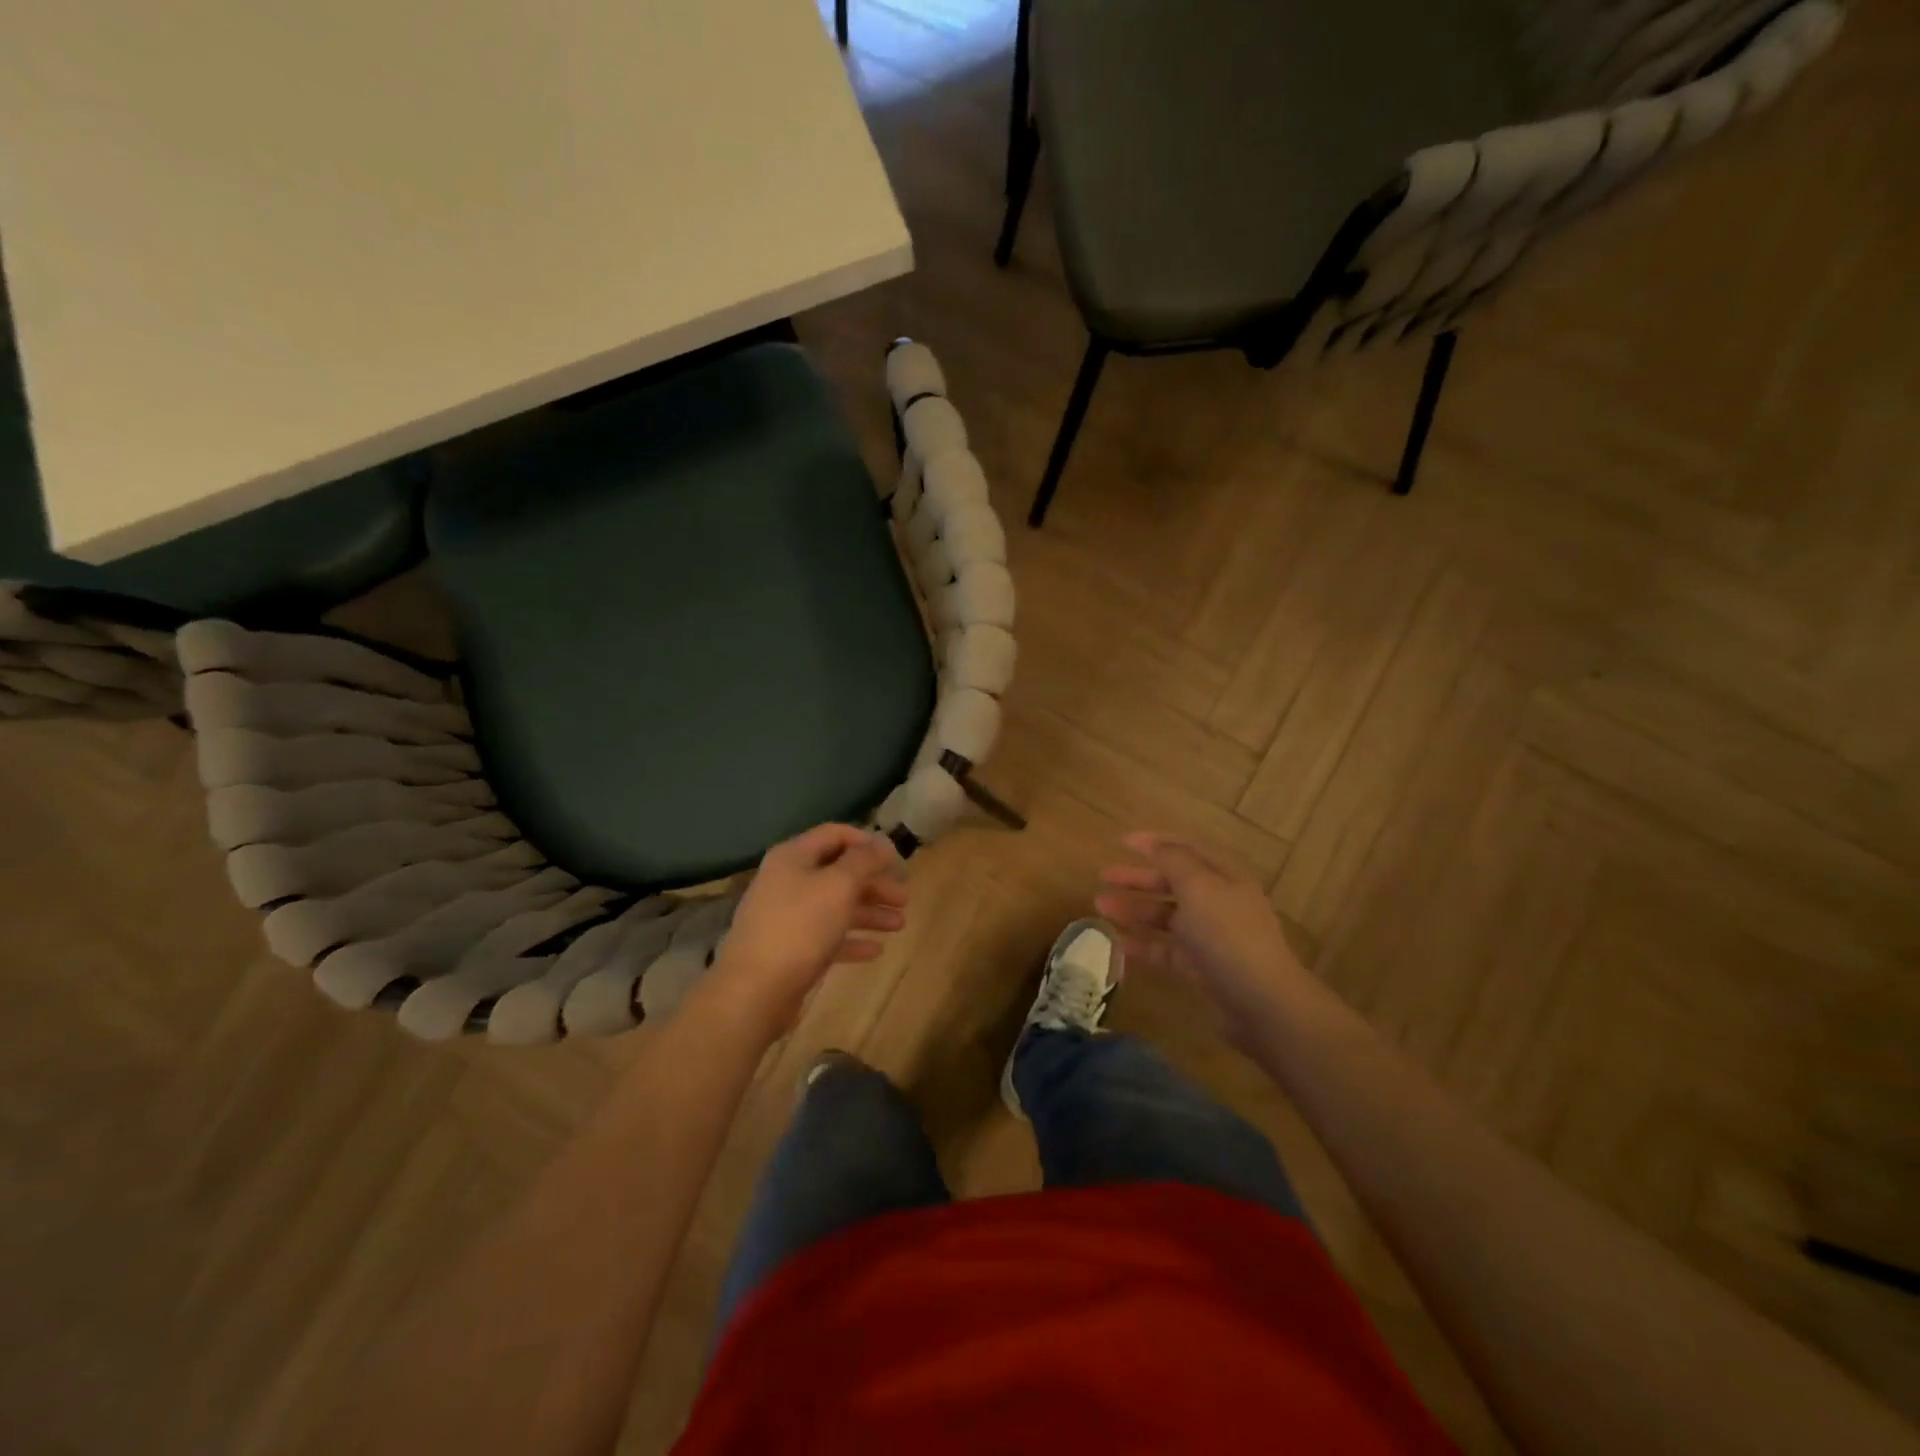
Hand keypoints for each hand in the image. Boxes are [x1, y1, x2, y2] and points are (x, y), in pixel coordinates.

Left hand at [712, 824, 906, 1028]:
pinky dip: (852, 939)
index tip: (896, 860)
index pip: (835, 834)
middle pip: (839, 872)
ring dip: (869, 912)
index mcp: (794, 857)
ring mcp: (787, 916)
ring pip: (836, 905)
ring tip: (899, 925)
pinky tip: (876, 950)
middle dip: (874, 883)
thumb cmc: (800, 927)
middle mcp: (788, 881)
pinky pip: (827, 936)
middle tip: (904, 898)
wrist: (755, 990)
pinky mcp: (791, 949)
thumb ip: (864, 861)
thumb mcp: (839, 885)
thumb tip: (882, 843)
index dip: (868, 843)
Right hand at [1094, 832, 1308, 1042]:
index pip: (1186, 850)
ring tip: (1100, 907)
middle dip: (1138, 878)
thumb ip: (1173, 860)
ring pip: (1165, 916)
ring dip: (1134, 909)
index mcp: (1224, 877)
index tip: (1120, 841)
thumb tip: (1155, 844)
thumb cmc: (1228, 934)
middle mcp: (1218, 903)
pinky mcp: (1201, 968)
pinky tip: (1116, 942)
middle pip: (1172, 882)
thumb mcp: (1199, 886)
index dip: (1155, 843)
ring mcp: (1210, 937)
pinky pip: (1165, 949)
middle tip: (1103, 876)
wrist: (1261, 1001)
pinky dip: (1142, 944)